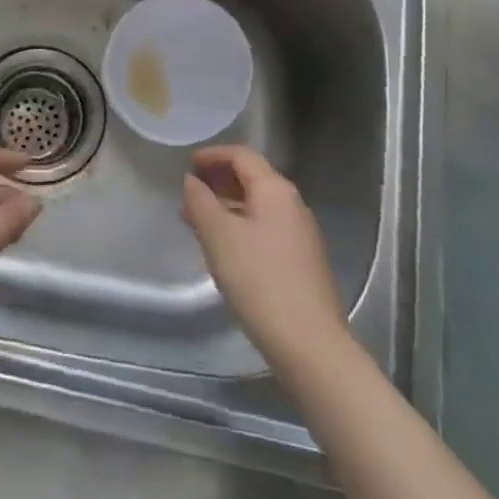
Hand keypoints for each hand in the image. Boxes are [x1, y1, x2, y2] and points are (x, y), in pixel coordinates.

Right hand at [181, 146, 347, 366]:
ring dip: (228, 206)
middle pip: (253, 179)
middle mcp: (293, 204)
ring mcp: (301, 234)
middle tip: (190, 193)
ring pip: (259, 206)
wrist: (309, 342)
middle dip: (219, 182)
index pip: (242, 155)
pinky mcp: (303, 261)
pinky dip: (242, 226)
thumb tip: (192, 181)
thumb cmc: (259, 279)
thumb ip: (201, 201)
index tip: (188, 163)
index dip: (213, 155)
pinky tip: (226, 249)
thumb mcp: (219, 235)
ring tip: (199, 222)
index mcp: (275, 189)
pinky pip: (266, 229)